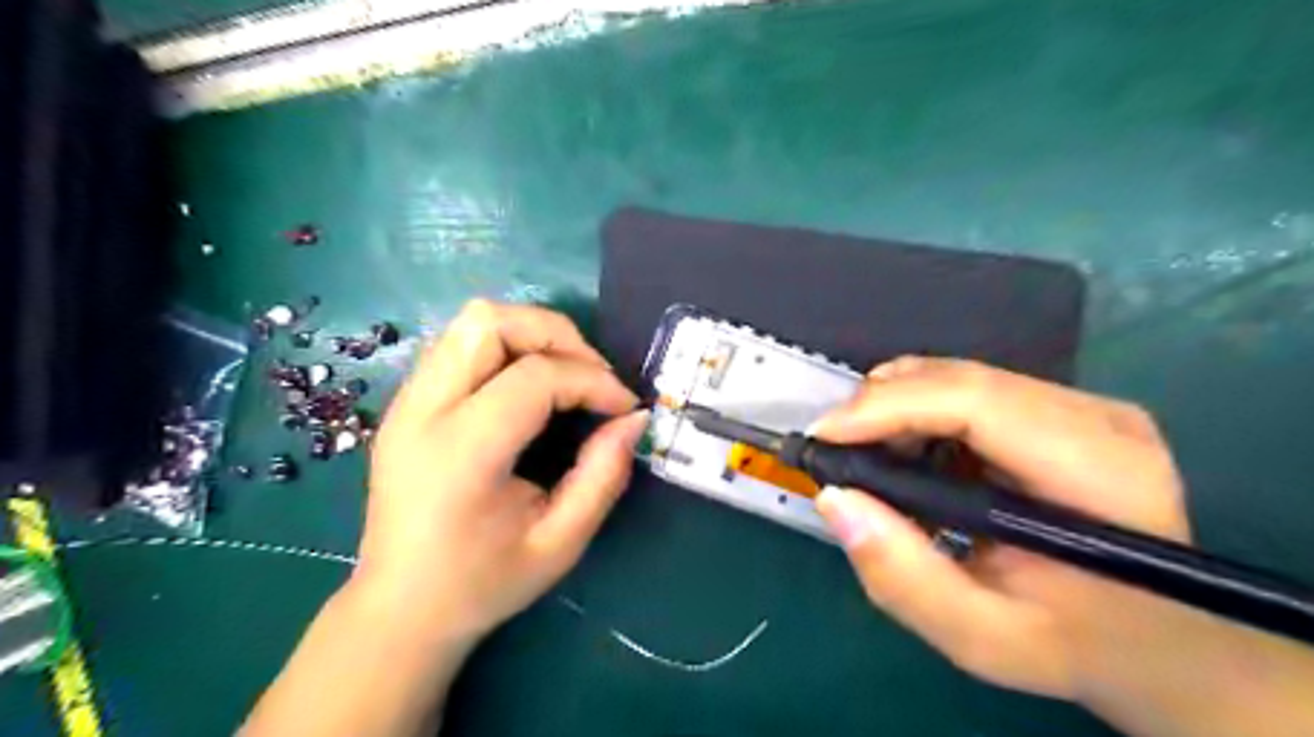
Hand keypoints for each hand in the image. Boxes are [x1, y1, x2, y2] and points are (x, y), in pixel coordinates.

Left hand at [357, 300, 647, 642]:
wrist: (400, 609)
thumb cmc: (482, 584)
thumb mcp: (561, 543)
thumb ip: (604, 475)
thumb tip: (634, 418)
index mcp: (460, 454)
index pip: (535, 377)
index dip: (593, 381)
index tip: (625, 407)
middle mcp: (422, 413)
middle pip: (490, 322)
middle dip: (556, 335)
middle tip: (592, 376)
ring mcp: (406, 402)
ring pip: (471, 322)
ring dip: (530, 334)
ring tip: (565, 374)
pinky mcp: (405, 403)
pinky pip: (459, 344)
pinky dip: (506, 347)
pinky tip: (529, 385)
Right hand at [808, 359, 1188, 700]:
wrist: (1162, 640)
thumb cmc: (1079, 646)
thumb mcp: (983, 639)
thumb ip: (904, 579)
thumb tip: (834, 499)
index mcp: (1100, 475)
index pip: (976, 403)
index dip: (889, 407)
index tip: (824, 437)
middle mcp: (1099, 420)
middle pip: (963, 378)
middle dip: (881, 404)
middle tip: (834, 448)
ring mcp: (1087, 407)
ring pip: (961, 374)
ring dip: (897, 405)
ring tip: (864, 452)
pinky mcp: (1067, 408)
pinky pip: (972, 387)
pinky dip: (921, 409)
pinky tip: (907, 450)